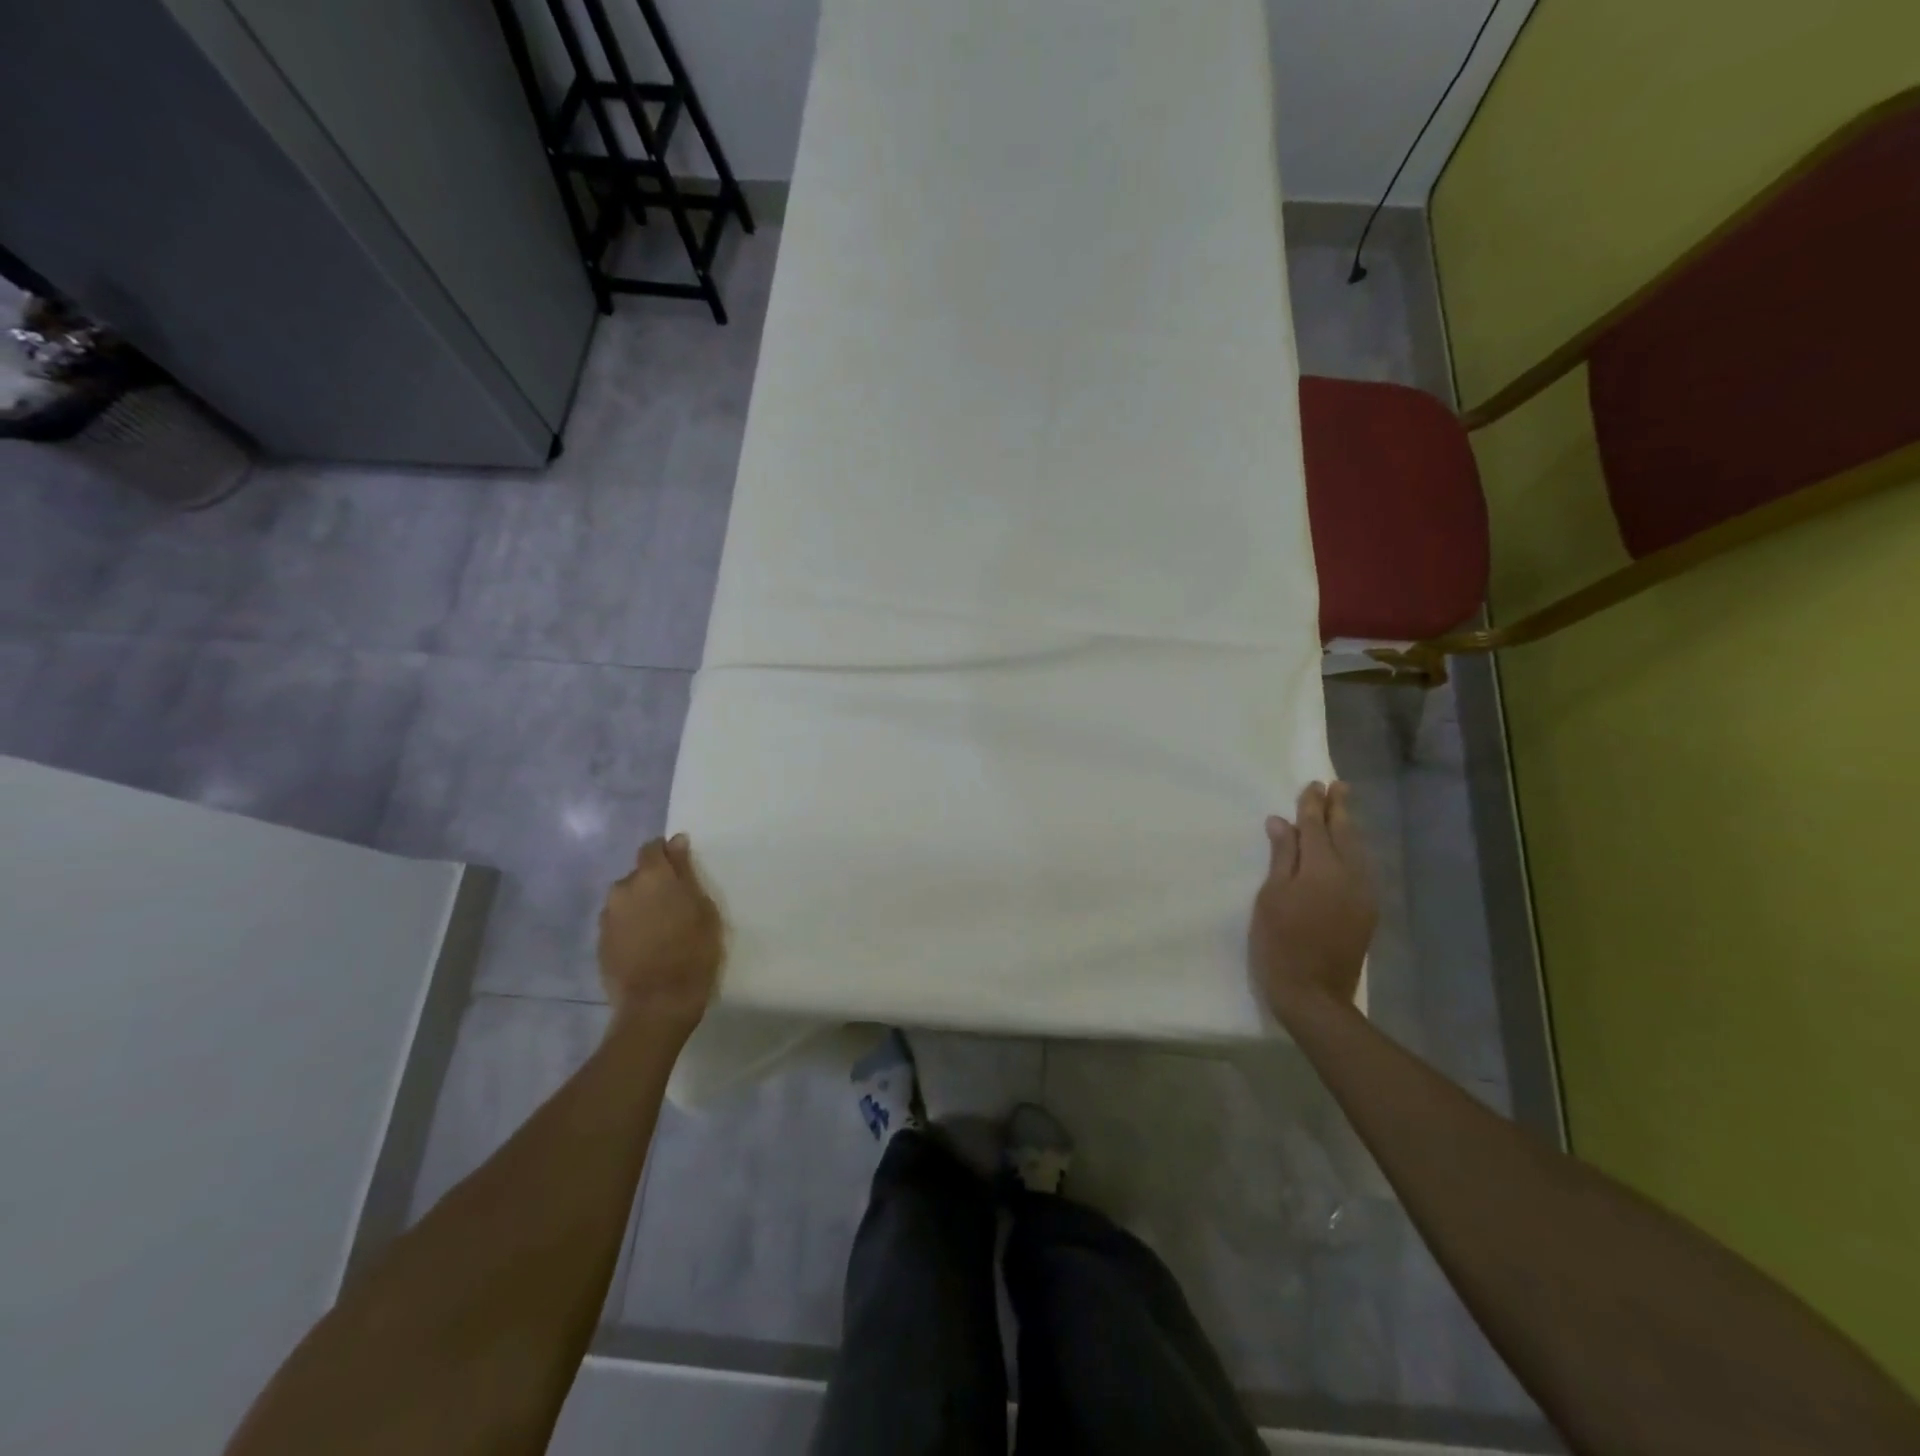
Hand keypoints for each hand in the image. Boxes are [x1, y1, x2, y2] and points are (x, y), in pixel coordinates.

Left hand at [597, 834, 724, 1036]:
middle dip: (654, 884)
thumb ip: (686, 872)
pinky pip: (619, 924)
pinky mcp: (600, 943)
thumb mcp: (703, 907)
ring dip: (641, 906)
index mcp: (650, 876)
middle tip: (675, 905)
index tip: (681, 870)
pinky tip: (647, 946)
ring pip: (627, 900)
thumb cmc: (693, 951)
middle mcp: (622, 889)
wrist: (657, 1003)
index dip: (667, 855)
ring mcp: (607, 917)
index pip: (652, 848)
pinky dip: (631, 928)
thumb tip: (676, 842)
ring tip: (660, 929)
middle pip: (638, 875)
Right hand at [1249, 781, 1376, 1025]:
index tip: (1313, 784)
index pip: (1315, 827)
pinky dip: (1354, 852)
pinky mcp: (1366, 912)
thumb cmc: (1279, 942)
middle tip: (1339, 786)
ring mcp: (1363, 894)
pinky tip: (1348, 850)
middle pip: (1344, 834)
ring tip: (1343, 811)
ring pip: (1358, 851)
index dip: (1312, 805)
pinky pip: (1363, 869)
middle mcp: (1349, 875)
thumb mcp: (1271, 896)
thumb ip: (1281, 857)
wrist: (1314, 994)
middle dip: (1339, 809)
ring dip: (1349, 829)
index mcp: (1321, 868)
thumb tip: (1281, 822)